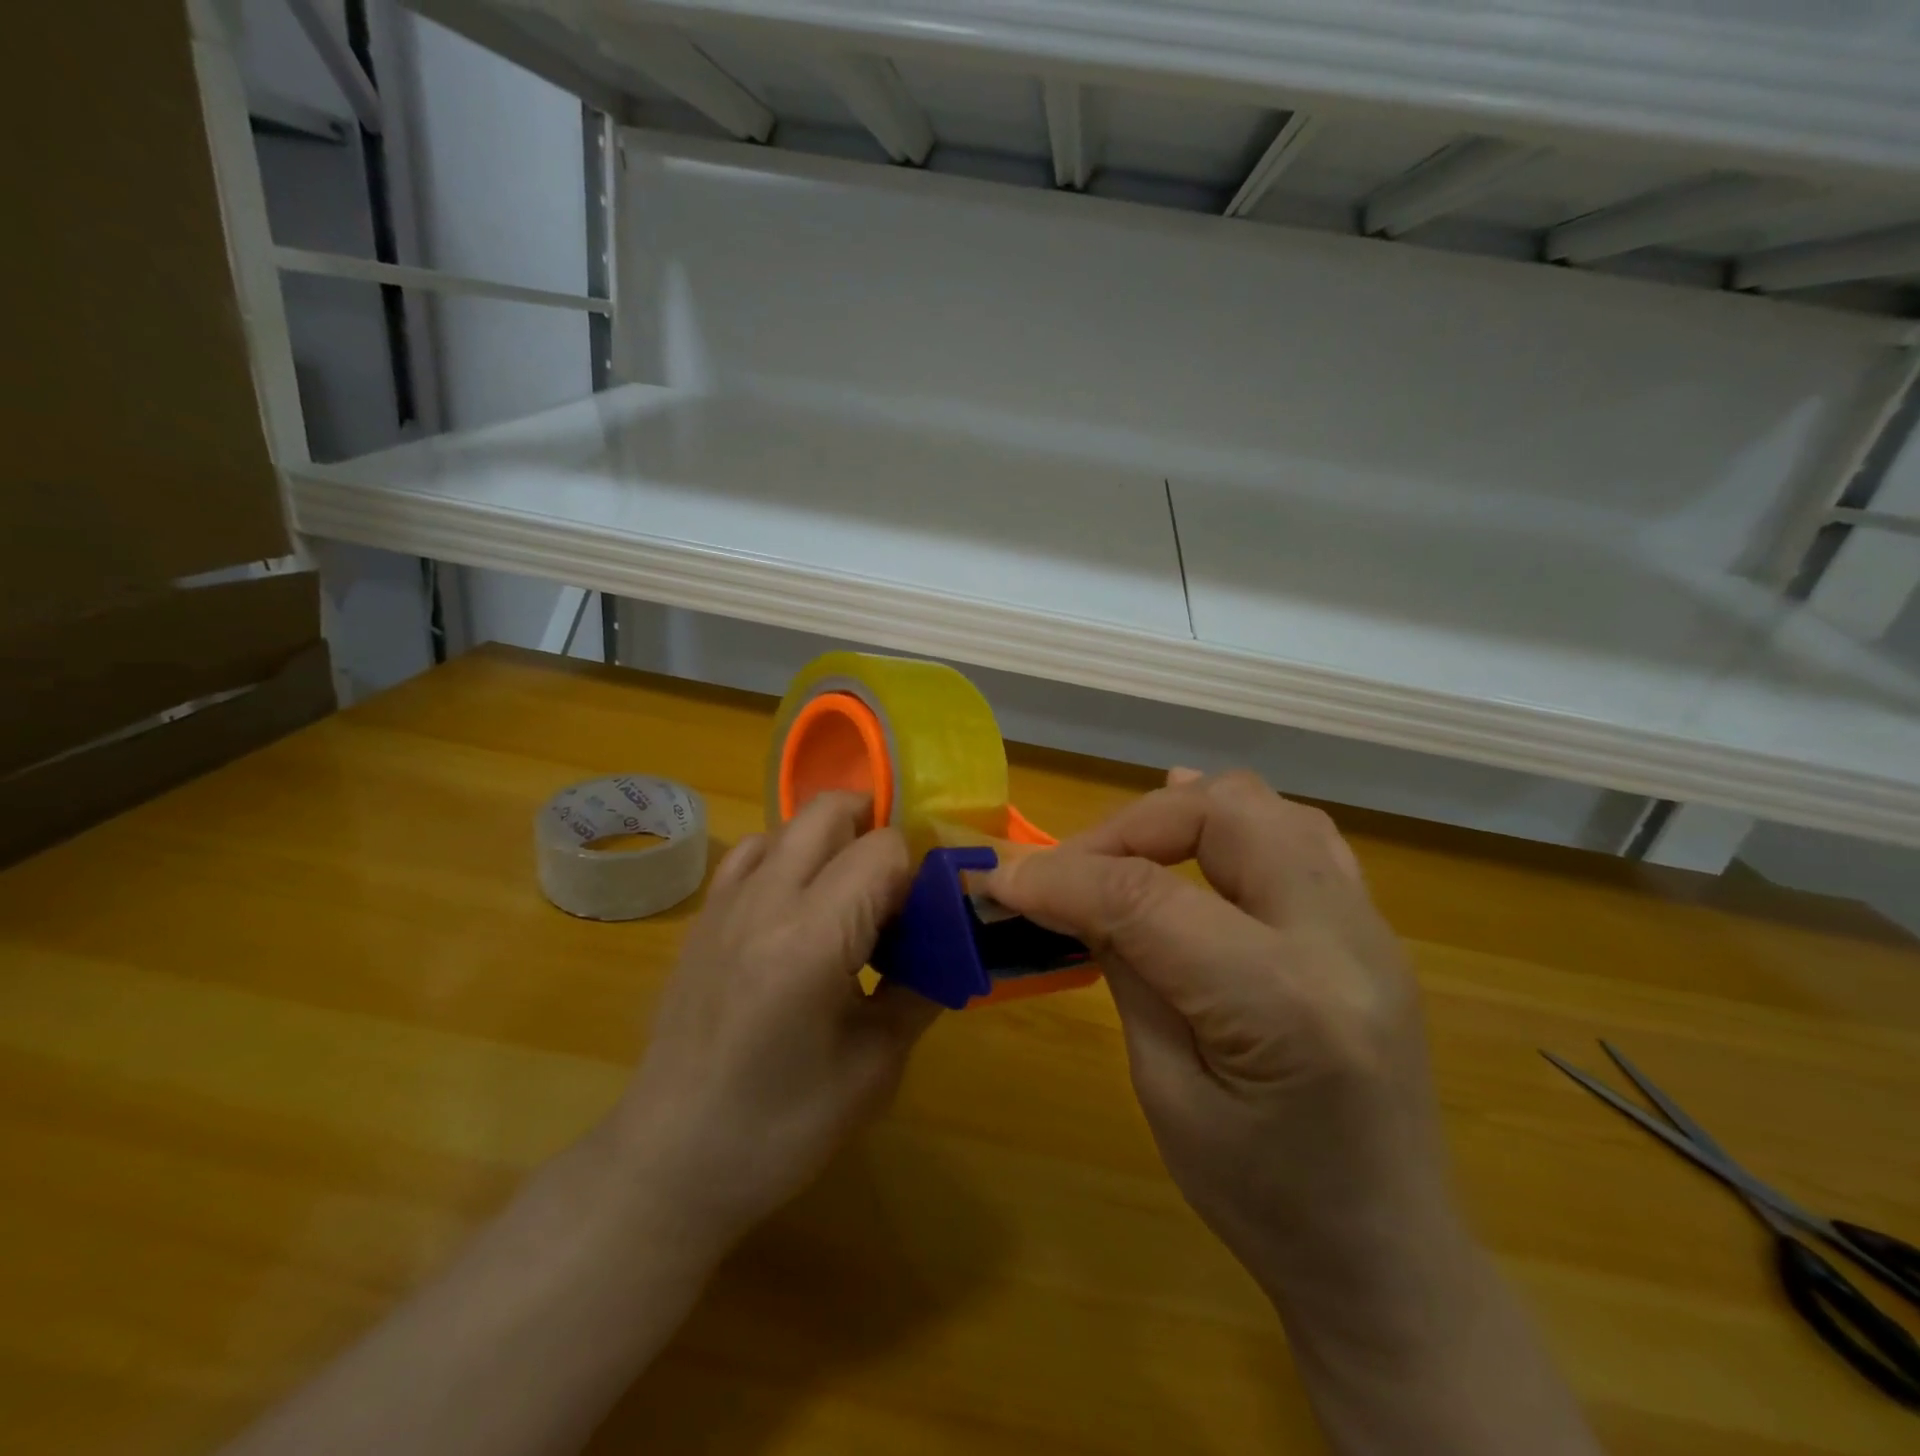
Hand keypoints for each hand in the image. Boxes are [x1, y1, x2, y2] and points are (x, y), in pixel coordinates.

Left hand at [612, 791, 941, 1253]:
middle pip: (831, 810)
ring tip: (851, 900)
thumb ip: (921, 989)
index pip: (883, 850)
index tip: (928, 915)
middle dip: (877, 829)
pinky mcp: (703, 917)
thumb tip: (953, 945)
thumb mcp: (875, 1067)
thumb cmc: (780, 1128)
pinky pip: (752, 853)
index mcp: (811, 939)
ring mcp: (725, 903)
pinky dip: (787, 856)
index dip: (918, 873)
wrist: (670, 1162)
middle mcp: (764, 901)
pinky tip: (798, 907)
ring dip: (833, 842)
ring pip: (791, 824)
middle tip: (899, 888)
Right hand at [985, 769, 1451, 1291]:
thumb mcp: (1166, 1094)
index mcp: (1284, 1005)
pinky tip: (1193, 837)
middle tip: (1073, 871)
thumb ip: (1126, 971)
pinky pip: (1300, 833)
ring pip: (1263, 805)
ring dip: (1180, 815)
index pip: (1147, 898)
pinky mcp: (1372, 927)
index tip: (998, 878)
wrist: (1391, 1257)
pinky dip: (1233, 820)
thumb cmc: (1264, 1203)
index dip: (1061, 878)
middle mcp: (1340, 942)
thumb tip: (1074, 893)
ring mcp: (1369, 926)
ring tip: (1125, 854)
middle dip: (1127, 826)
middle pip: (1220, 814)